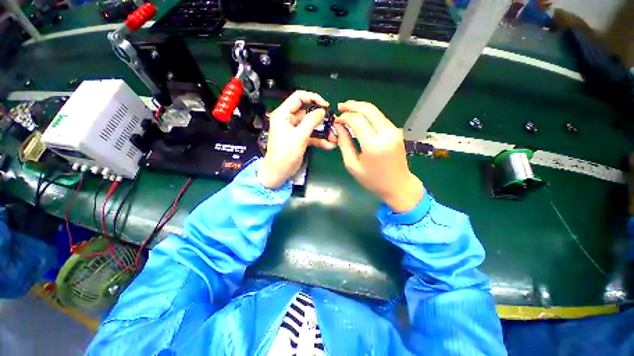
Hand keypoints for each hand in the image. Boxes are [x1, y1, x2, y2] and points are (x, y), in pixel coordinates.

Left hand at [258, 90, 337, 188]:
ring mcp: (294, 130)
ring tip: (333, 137)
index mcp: (283, 114)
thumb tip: (321, 111)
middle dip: (321, 119)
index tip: (325, 105)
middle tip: (332, 122)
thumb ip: (311, 121)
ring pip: (311, 125)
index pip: (298, 98)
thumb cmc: (284, 154)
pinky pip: (311, 135)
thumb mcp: (299, 136)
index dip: (313, 98)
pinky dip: (319, 139)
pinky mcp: (298, 139)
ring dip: (322, 131)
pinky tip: (329, 145)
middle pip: (307, 113)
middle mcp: (288, 120)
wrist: (278, 172)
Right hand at [335, 101, 422, 211]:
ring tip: (348, 110)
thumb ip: (344, 144)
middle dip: (353, 105)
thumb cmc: (373, 180)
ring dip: (361, 108)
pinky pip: (380, 118)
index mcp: (373, 145)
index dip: (345, 116)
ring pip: (375, 111)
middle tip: (341, 106)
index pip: (357, 120)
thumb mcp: (353, 165)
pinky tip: (360, 118)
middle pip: (368, 110)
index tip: (336, 119)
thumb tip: (339, 126)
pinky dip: (368, 114)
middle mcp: (386, 134)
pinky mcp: (396, 131)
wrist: (398, 185)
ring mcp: (394, 131)